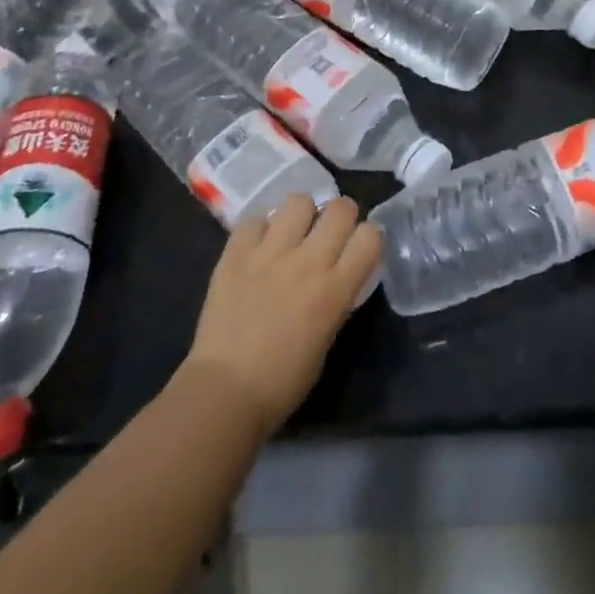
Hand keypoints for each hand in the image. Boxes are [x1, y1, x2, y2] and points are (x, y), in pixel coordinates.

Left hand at [184, 195, 381, 437]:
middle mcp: (308, 261)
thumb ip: (336, 298)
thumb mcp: (326, 338)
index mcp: (335, 289)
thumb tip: (337, 276)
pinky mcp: (236, 252)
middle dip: (339, 216)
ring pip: (298, 201)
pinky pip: (255, 218)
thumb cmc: (282, 382)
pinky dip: (260, 228)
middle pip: (340, 208)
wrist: (224, 392)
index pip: (370, 236)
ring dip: (301, 215)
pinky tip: (258, 246)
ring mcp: (270, 252)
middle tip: (327, 234)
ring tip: (291, 234)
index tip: (357, 248)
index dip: (367, 237)